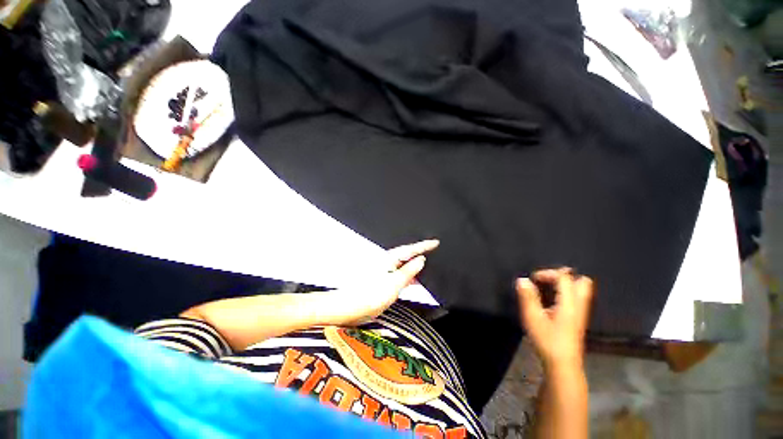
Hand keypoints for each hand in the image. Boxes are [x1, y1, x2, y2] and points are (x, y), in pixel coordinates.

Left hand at [331, 239, 438, 325]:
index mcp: (389, 259)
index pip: (410, 249)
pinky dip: (408, 276)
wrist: (348, 308)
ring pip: (404, 265)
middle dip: (420, 254)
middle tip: (434, 253)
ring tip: (427, 269)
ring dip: (414, 267)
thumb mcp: (394, 284)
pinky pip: (399, 274)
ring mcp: (383, 270)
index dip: (424, 246)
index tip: (435, 242)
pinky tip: (413, 281)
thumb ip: (409, 271)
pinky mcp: (381, 279)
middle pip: (407, 255)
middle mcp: (386, 261)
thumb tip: (420, 260)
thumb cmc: (370, 296)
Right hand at [516, 268, 593, 369]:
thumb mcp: (533, 318)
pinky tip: (551, 302)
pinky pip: (576, 298)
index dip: (547, 273)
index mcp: (569, 303)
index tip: (532, 279)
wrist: (563, 365)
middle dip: (563, 276)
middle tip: (546, 281)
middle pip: (581, 281)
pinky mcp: (578, 320)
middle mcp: (579, 305)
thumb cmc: (547, 340)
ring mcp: (581, 313)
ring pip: (581, 290)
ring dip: (565, 285)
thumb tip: (523, 280)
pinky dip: (565, 294)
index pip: (564, 277)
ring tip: (547, 289)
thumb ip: (528, 297)